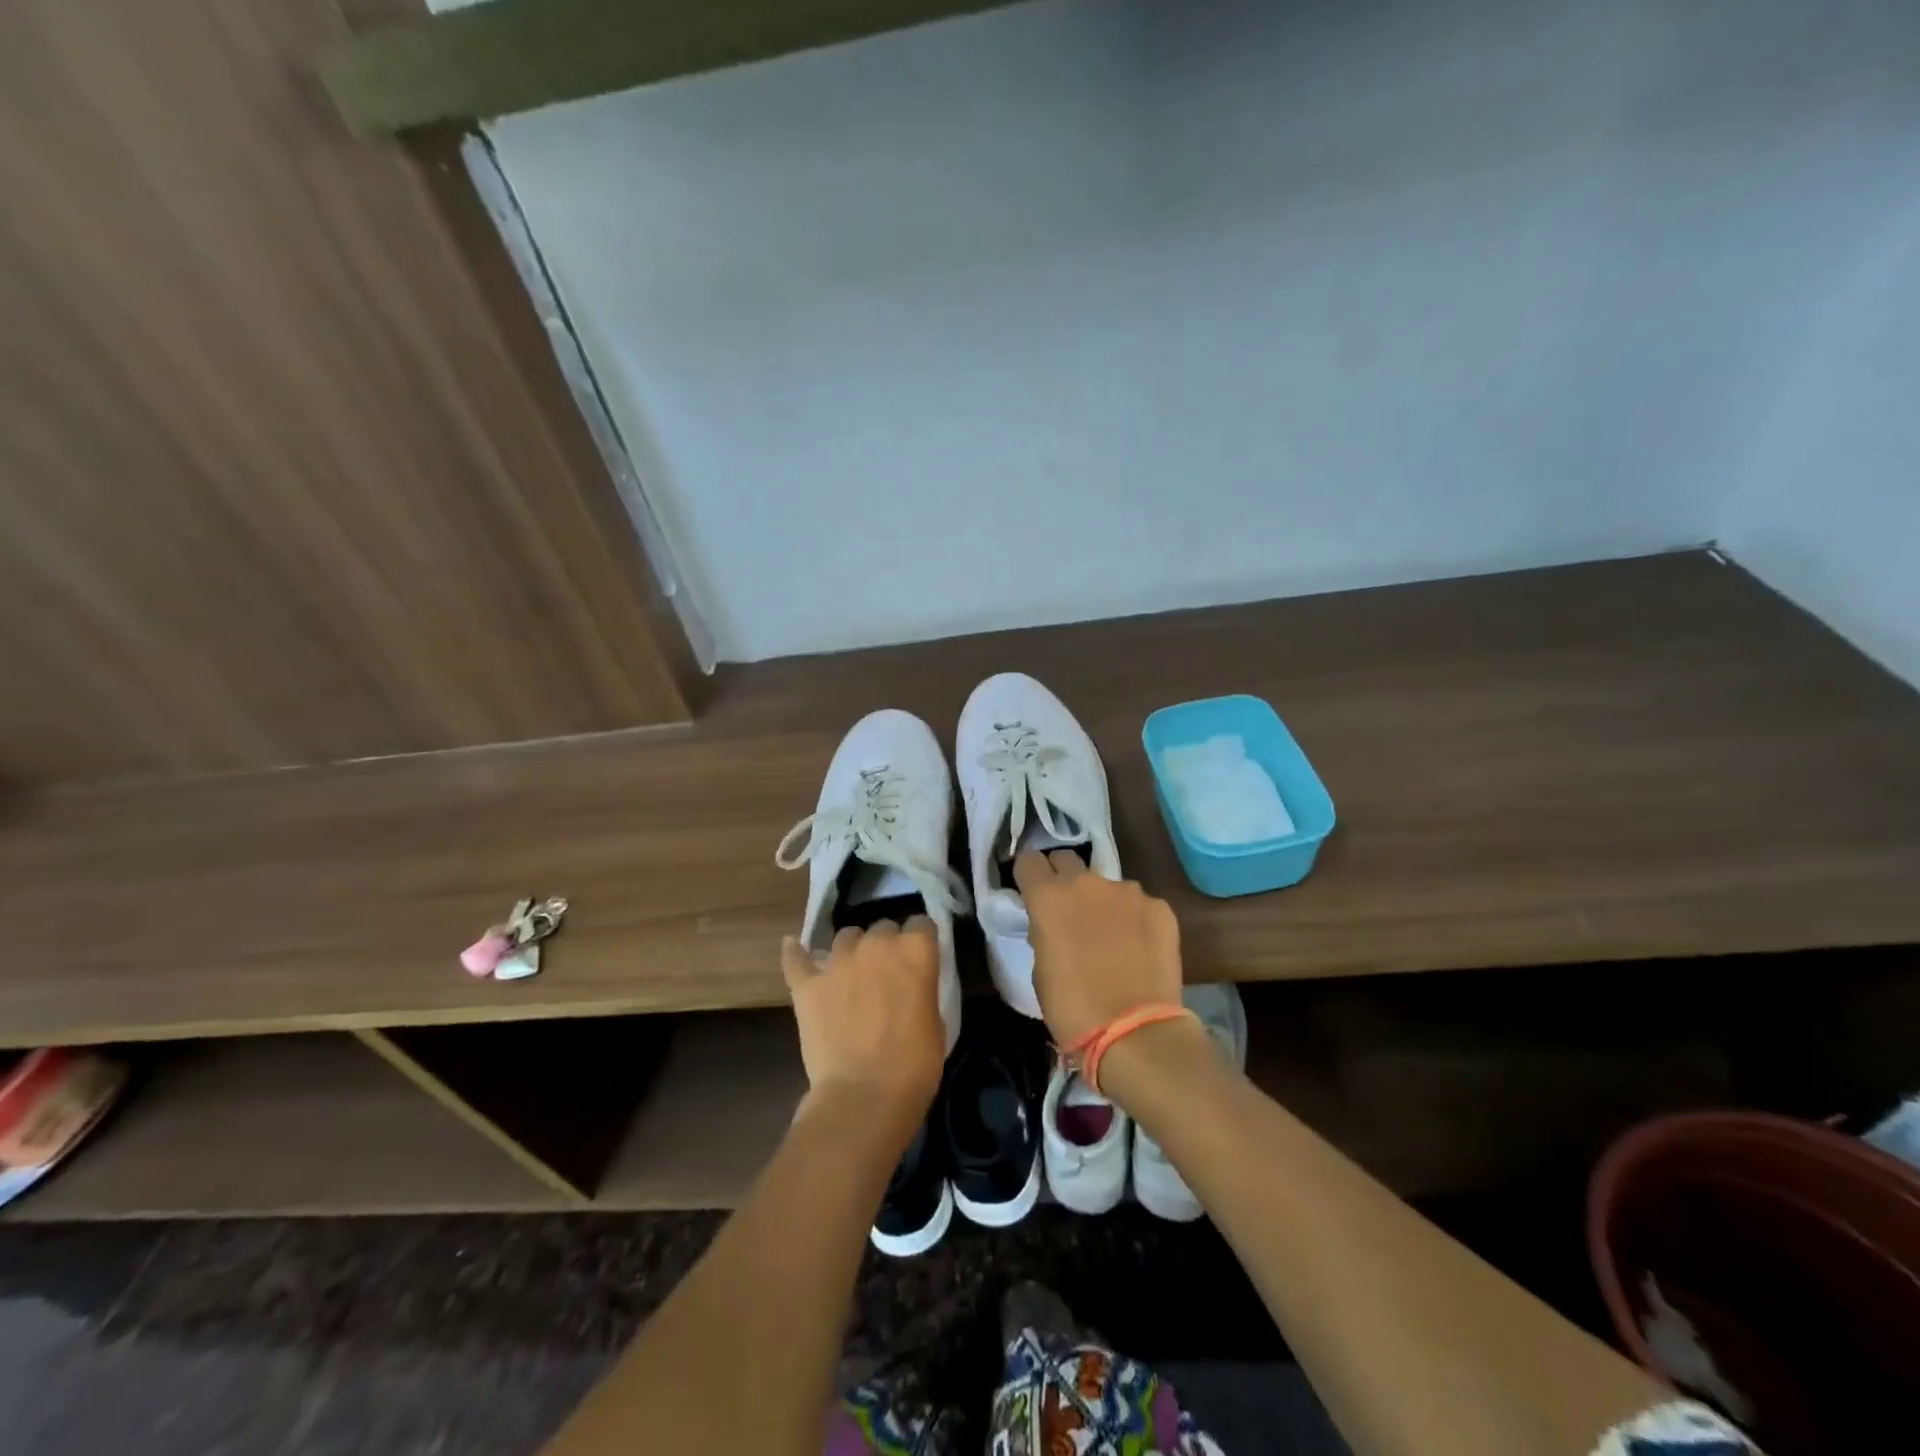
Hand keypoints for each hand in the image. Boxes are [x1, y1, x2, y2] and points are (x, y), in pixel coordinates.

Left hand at [780, 918, 944, 1124]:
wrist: (864, 1096)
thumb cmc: (914, 1065)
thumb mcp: (936, 1021)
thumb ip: (921, 988)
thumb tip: (910, 985)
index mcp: (914, 950)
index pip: (921, 924)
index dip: (920, 941)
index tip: (919, 959)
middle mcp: (876, 944)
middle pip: (882, 927)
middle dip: (886, 946)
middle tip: (887, 974)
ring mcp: (837, 961)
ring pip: (845, 937)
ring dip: (851, 951)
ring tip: (851, 973)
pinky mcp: (807, 984)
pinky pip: (796, 958)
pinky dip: (796, 954)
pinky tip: (794, 949)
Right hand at [1013, 850, 1184, 1047]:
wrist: (1136, 1034)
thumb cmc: (1073, 1009)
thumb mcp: (1040, 969)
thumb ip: (1044, 932)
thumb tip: (1052, 925)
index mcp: (1049, 897)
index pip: (1028, 860)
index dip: (1028, 875)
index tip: (1031, 892)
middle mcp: (1087, 883)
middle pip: (1067, 860)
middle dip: (1063, 879)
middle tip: (1068, 911)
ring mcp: (1128, 892)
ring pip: (1107, 885)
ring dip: (1102, 902)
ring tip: (1111, 938)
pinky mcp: (1160, 908)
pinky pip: (1139, 905)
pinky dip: (1135, 920)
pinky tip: (1139, 950)